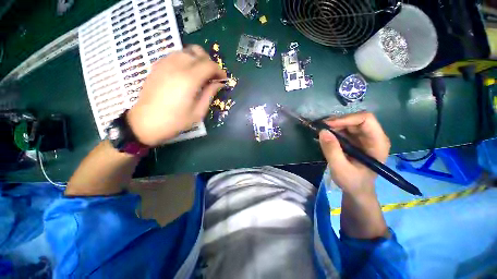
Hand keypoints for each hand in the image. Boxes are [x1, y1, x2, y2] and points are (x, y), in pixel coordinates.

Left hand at [127, 45, 225, 146]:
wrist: (145, 123)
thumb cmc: (175, 121)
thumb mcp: (198, 112)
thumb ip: (209, 94)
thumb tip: (219, 83)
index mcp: (189, 80)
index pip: (209, 65)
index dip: (219, 70)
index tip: (223, 79)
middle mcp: (176, 66)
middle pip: (198, 52)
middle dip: (209, 62)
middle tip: (212, 76)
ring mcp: (164, 64)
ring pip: (186, 51)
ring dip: (197, 59)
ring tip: (201, 73)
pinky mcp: (157, 66)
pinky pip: (175, 55)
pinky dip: (185, 59)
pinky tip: (186, 72)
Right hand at [319, 112, 389, 196]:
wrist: (356, 190)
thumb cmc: (353, 182)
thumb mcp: (340, 169)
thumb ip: (332, 151)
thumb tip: (322, 131)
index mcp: (377, 143)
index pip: (366, 120)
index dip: (346, 119)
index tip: (328, 125)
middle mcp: (373, 136)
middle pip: (356, 119)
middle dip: (337, 122)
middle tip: (320, 128)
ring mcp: (364, 138)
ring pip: (348, 123)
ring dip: (333, 126)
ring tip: (321, 132)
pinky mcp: (355, 140)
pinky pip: (344, 129)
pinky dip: (333, 130)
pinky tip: (325, 136)